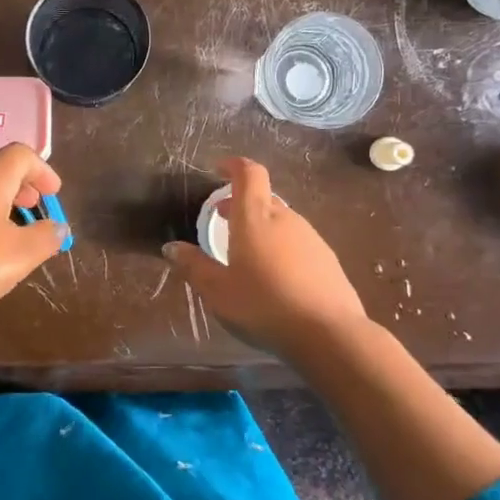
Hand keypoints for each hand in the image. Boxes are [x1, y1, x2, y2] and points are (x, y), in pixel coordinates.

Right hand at [162, 156, 370, 357]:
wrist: (328, 333)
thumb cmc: (264, 306)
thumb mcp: (218, 291)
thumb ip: (194, 266)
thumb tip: (171, 247)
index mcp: (255, 218)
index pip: (248, 174)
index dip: (234, 165)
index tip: (219, 169)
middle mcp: (285, 218)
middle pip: (263, 198)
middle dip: (241, 204)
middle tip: (223, 220)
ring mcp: (310, 237)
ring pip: (281, 221)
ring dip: (262, 227)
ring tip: (247, 253)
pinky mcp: (327, 258)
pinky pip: (297, 242)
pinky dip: (281, 247)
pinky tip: (276, 277)